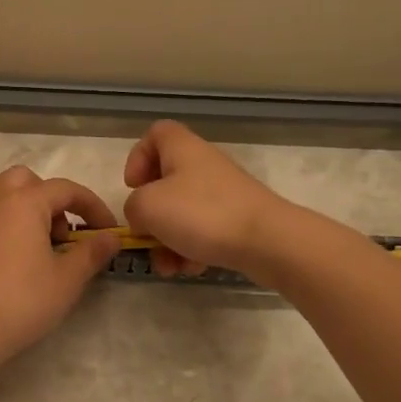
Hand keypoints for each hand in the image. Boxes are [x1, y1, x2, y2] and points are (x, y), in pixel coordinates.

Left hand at [0, 166, 119, 364]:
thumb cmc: (21, 302)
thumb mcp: (67, 281)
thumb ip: (91, 253)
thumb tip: (111, 236)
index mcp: (26, 202)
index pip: (66, 190)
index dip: (90, 206)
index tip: (104, 230)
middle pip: (23, 179)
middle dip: (44, 199)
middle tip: (54, 236)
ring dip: (3, 197)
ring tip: (13, 228)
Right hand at [122, 120, 292, 278]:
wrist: (267, 241)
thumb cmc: (201, 214)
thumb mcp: (148, 207)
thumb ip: (133, 207)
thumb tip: (143, 218)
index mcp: (182, 149)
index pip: (156, 134)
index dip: (137, 157)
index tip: (133, 186)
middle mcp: (203, 165)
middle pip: (166, 182)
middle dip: (151, 215)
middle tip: (146, 234)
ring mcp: (223, 194)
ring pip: (182, 214)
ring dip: (167, 241)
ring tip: (169, 266)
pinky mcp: (237, 220)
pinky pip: (203, 232)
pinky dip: (192, 250)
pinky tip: (193, 267)